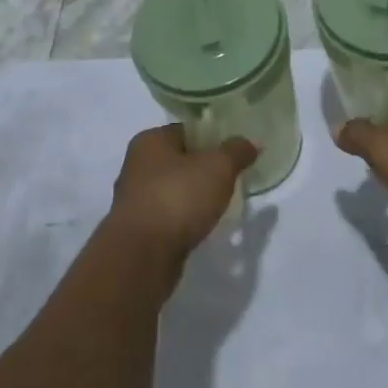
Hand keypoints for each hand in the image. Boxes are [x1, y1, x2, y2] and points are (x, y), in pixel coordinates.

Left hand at [107, 125, 256, 272]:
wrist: (142, 256)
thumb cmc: (178, 198)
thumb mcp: (217, 167)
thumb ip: (236, 151)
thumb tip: (253, 141)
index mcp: (150, 141)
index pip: (186, 130)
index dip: (212, 138)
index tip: (234, 153)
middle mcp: (137, 165)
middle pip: (180, 160)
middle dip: (205, 169)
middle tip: (232, 179)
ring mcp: (135, 199)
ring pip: (174, 189)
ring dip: (194, 196)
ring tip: (221, 205)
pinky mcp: (138, 230)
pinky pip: (169, 215)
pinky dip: (185, 218)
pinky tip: (202, 226)